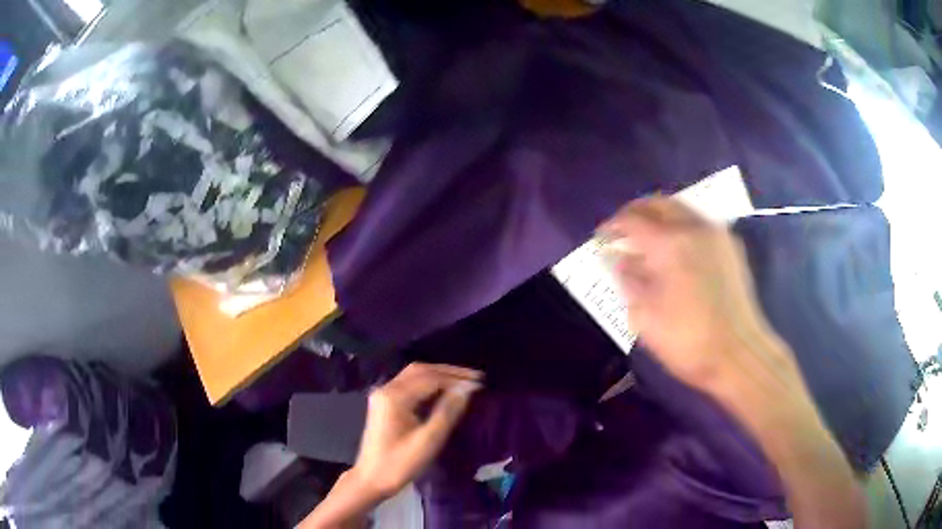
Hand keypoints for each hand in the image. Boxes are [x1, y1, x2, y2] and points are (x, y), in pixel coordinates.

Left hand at [350, 363, 482, 500]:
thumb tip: (467, 389)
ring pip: (414, 375)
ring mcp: (383, 395)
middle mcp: (386, 389)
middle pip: (420, 370)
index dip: (456, 378)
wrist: (371, 480)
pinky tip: (444, 391)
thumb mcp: (428, 440)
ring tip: (464, 382)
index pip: (430, 378)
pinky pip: (409, 385)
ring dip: (439, 376)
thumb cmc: (400, 463)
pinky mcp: (385, 403)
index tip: (481, 382)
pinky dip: (429, 384)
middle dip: (449, 372)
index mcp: (394, 396)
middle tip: (476, 377)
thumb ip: (448, 411)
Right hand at [600, 197, 784, 391]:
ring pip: (682, 209)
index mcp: (669, 244)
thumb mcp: (645, 317)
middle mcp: (693, 228)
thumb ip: (629, 280)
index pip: (632, 219)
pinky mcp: (731, 247)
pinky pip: (700, 223)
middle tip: (623, 229)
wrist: (738, 353)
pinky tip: (678, 249)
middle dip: (637, 211)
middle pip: (659, 203)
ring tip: (649, 237)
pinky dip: (682, 226)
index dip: (612, 225)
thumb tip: (620, 260)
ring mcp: (716, 235)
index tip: (602, 236)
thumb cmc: (687, 340)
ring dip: (660, 216)